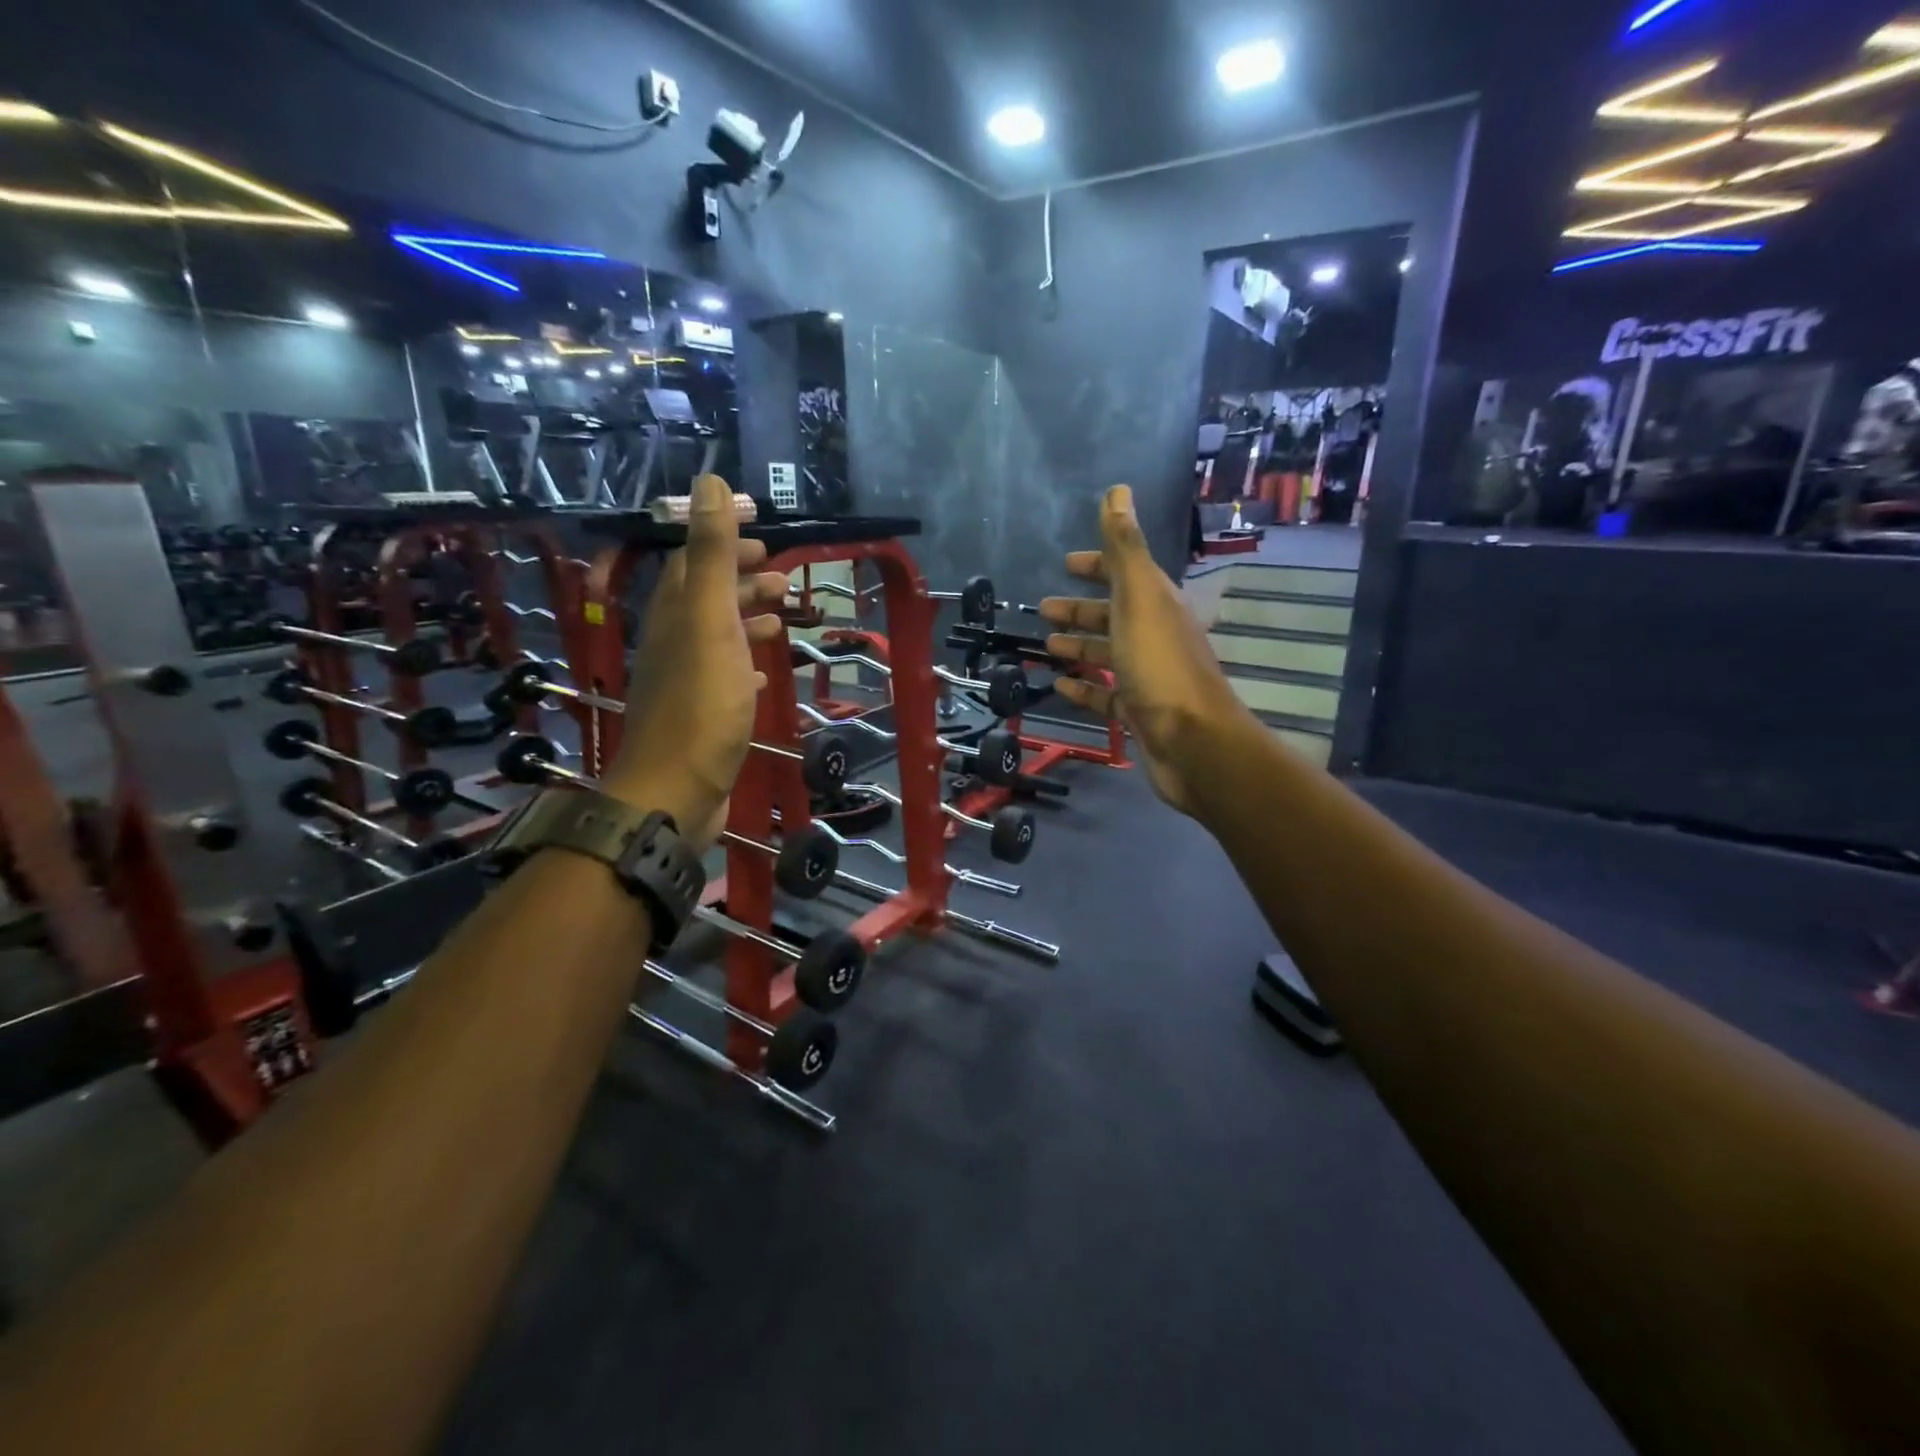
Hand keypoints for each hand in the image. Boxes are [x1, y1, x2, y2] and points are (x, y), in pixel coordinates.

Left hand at [603, 475, 787, 848]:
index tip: (763, 538)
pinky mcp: (702, 717)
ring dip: (747, 621)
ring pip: (717, 638)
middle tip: (782, 578)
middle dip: (741, 581)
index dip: (723, 544)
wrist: (675, 791)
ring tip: (783, 617)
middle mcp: (675, 642)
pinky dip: (745, 665)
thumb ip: (710, 554)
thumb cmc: (700, 704)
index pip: (692, 563)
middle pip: (705, 599)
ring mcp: (687, 682)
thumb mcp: (709, 620)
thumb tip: (711, 483)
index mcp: (675, 615)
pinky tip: (762, 673)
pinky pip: (724, 678)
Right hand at [1041, 485, 1258, 814]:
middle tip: (1043, 608)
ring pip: (1107, 654)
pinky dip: (1083, 688)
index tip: (1067, 563)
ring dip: (1078, 646)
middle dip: (1080, 609)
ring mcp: (1148, 676)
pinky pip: (1105, 694)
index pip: (1125, 573)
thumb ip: (1125, 547)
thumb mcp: (1139, 597)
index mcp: (1156, 604)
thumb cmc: (1160, 665)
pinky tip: (1059, 686)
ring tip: (1045, 646)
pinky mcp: (1139, 712)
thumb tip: (1118, 490)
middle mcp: (1154, 635)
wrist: (1194, 743)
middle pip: (1113, 615)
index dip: (1098, 565)